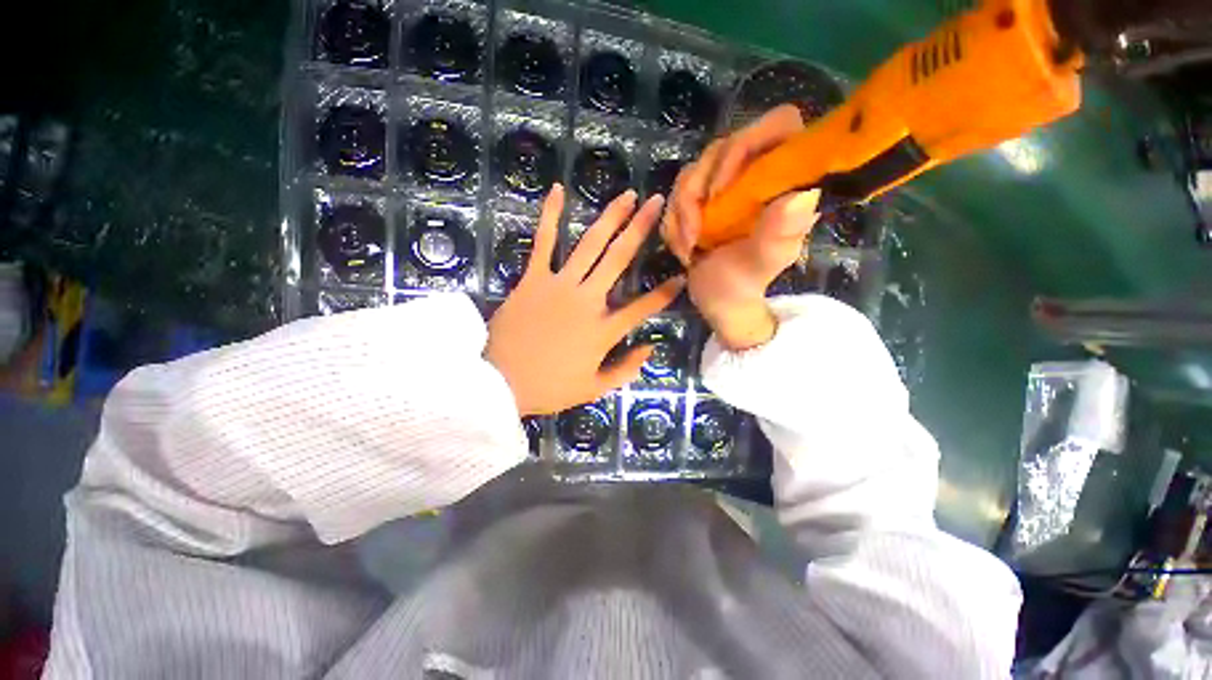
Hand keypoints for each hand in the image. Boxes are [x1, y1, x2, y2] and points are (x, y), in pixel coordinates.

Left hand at [486, 184, 685, 415]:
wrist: (498, 382)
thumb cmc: (548, 388)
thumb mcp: (594, 389)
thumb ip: (626, 370)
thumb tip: (650, 348)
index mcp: (603, 330)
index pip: (643, 308)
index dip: (665, 294)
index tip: (682, 276)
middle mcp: (587, 300)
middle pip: (619, 259)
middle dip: (641, 229)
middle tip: (657, 203)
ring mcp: (559, 285)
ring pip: (590, 245)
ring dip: (610, 217)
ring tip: (627, 195)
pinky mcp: (533, 278)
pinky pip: (543, 242)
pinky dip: (550, 216)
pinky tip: (558, 190)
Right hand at [662, 104, 820, 350]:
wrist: (719, 300)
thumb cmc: (746, 283)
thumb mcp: (763, 263)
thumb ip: (779, 234)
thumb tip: (802, 196)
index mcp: (784, 181)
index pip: (778, 125)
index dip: (746, 144)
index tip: (722, 190)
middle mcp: (755, 174)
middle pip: (721, 147)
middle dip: (698, 192)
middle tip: (696, 232)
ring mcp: (725, 185)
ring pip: (692, 171)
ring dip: (681, 212)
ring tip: (688, 248)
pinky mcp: (700, 198)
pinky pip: (675, 194)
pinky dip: (672, 223)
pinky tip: (684, 248)